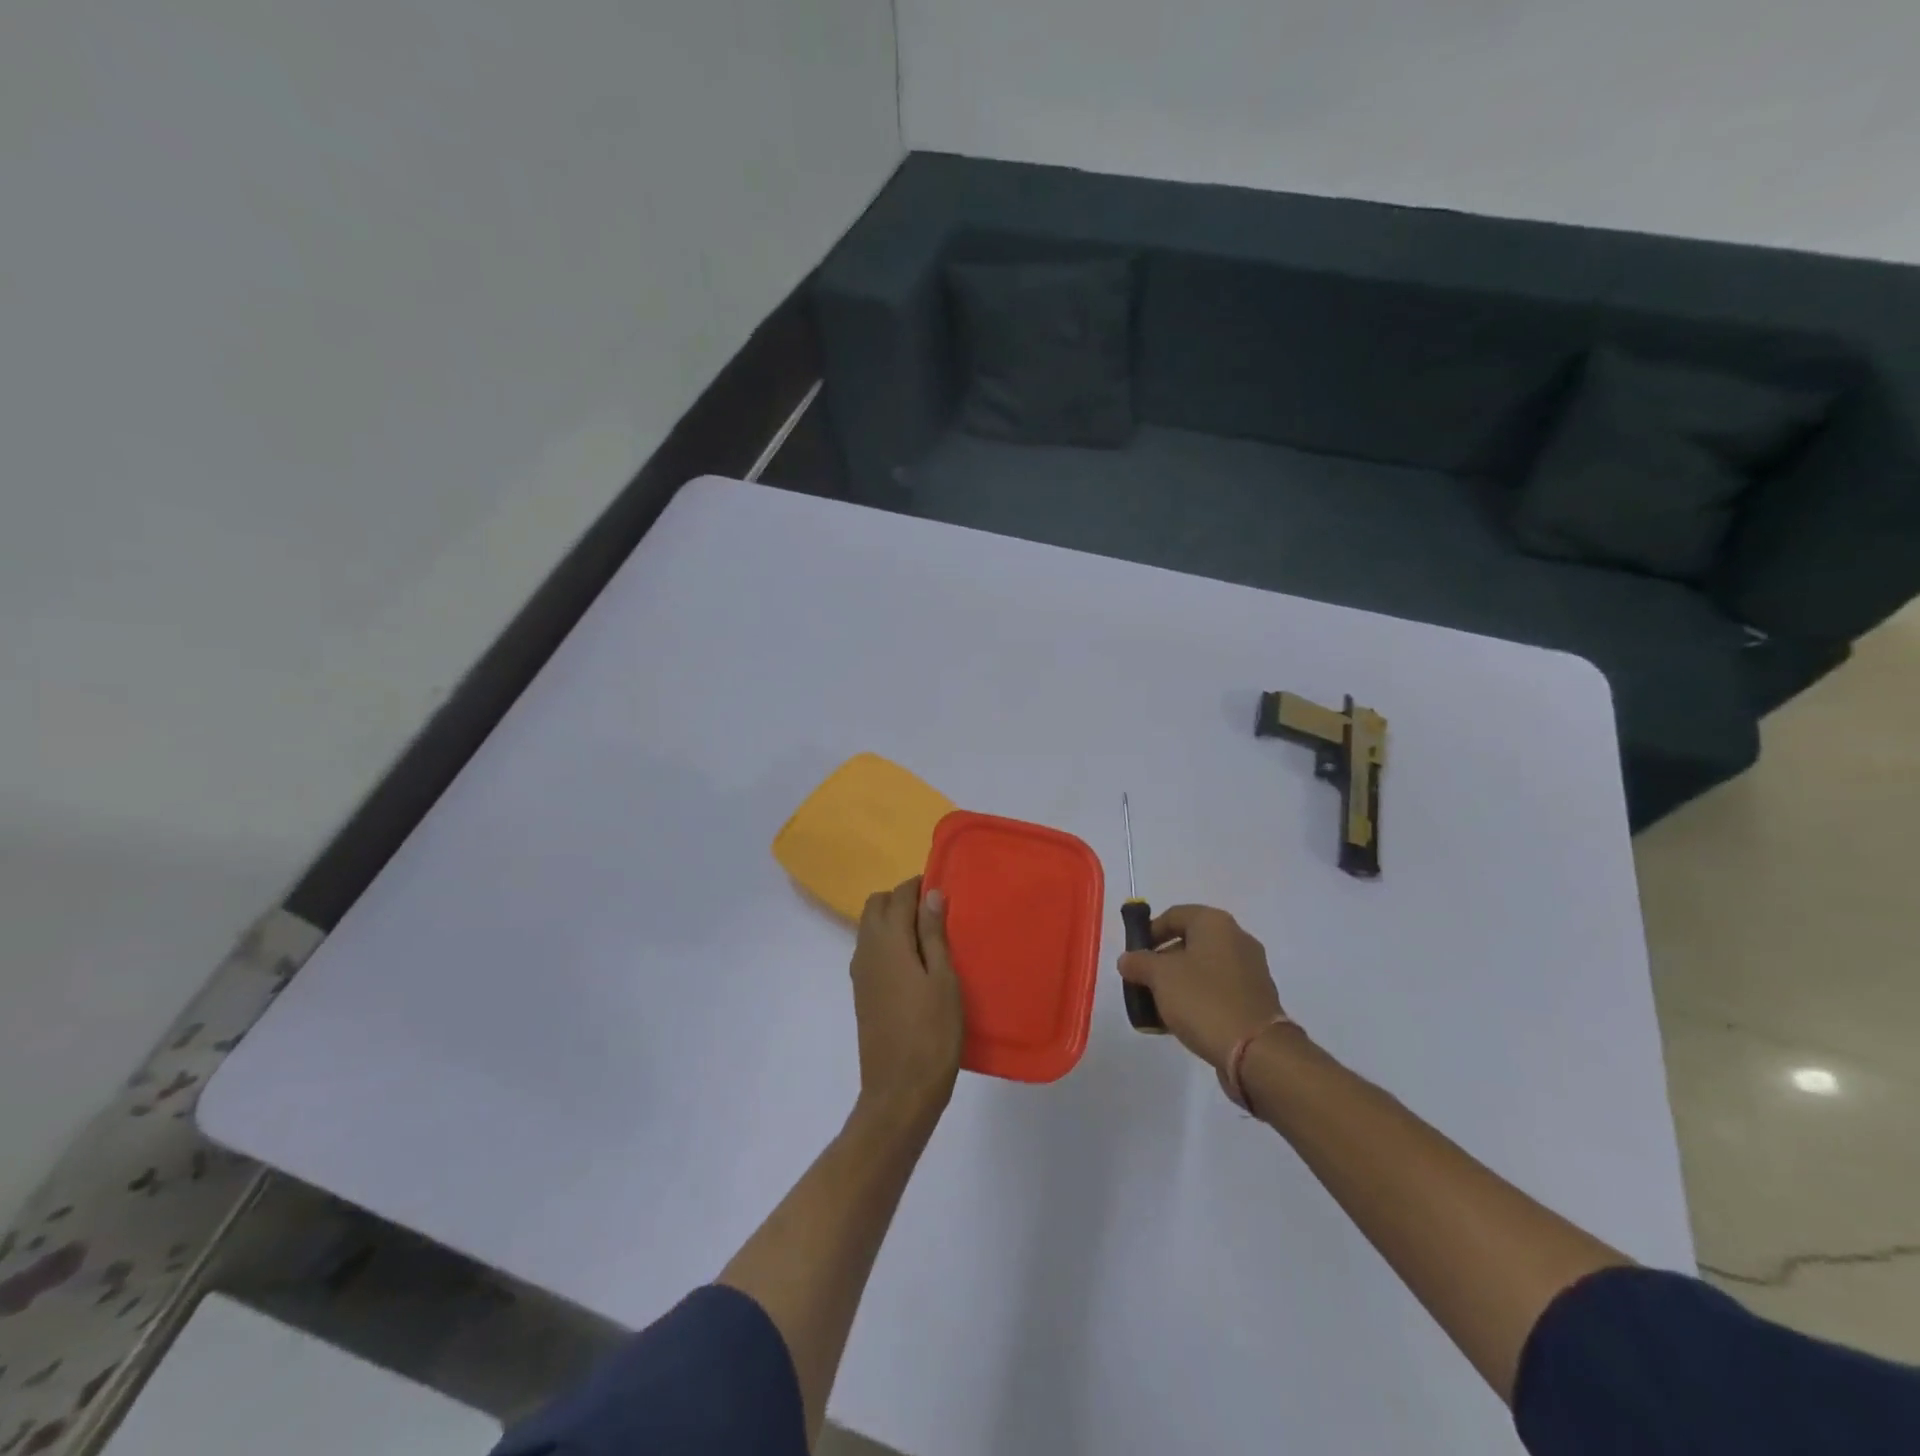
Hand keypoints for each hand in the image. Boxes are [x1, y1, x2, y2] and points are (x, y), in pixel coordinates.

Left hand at [850, 877, 964, 1127]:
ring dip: (893, 920)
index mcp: (888, 941)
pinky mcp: (861, 992)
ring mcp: (860, 972)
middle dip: (902, 899)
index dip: (920, 886)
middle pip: (876, 905)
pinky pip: (870, 950)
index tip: (944, 890)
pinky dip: (888, 942)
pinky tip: (913, 963)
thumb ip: (933, 934)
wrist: (900, 1091)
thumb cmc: (932, 1033)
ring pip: (870, 927)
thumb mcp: (943, 979)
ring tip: (929, 938)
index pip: (899, 896)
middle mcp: (866, 950)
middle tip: (936, 914)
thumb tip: (930, 893)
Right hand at [1117, 905, 1286, 1077]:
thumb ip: (1138, 963)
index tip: (1133, 955)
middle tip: (1143, 981)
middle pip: (1189, 941)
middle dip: (1162, 961)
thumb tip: (1127, 959)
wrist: (1256, 1051)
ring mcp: (1250, 970)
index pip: (1174, 915)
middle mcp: (1237, 939)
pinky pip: (1218, 990)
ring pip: (1203, 968)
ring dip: (1178, 982)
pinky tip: (1181, 1021)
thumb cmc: (1203, 1000)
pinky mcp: (1255, 999)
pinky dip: (1198, 998)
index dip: (1149, 931)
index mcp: (1215, 924)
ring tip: (1158, 1006)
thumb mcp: (1160, 977)